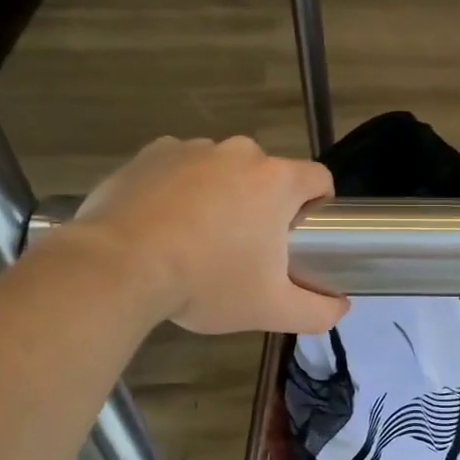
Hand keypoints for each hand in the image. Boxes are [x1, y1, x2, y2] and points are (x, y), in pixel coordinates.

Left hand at [70, 136, 346, 334]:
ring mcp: (193, 148)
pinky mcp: (151, 153)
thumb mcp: (272, 309)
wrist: (118, 268)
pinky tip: (164, 223)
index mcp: (277, 181)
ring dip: (221, 194)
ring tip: (196, 238)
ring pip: (223, 170)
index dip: (317, 206)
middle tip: (244, 248)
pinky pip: (181, 167)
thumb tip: (342, 307)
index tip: (297, 236)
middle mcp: (240, 153)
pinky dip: (180, 188)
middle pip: (268, 175)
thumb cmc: (207, 283)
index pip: (319, 178)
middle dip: (263, 204)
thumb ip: (318, 311)